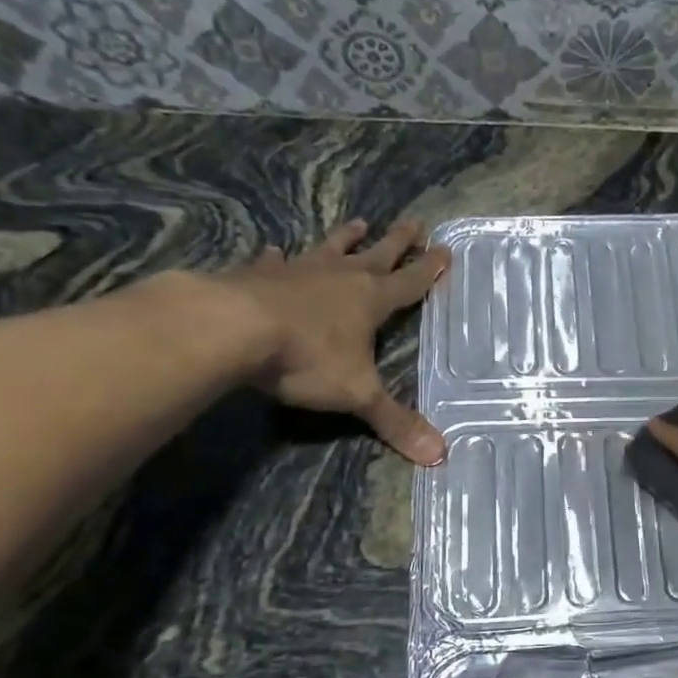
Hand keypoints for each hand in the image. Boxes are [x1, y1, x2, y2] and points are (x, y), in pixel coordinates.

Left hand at [217, 217, 450, 464]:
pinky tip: (274, 251)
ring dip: (345, 239)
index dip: (429, 269)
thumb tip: (439, 456)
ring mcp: (297, 272)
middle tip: (415, 221)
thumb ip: (395, 422)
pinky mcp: (257, 275)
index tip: (445, 249)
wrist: (231, 329)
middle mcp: (339, 278)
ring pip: (329, 249)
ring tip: (358, 223)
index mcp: (370, 301)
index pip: (409, 282)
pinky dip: (277, 258)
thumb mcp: (358, 394)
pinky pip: (273, 262)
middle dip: (398, 241)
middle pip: (377, 254)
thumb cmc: (306, 358)